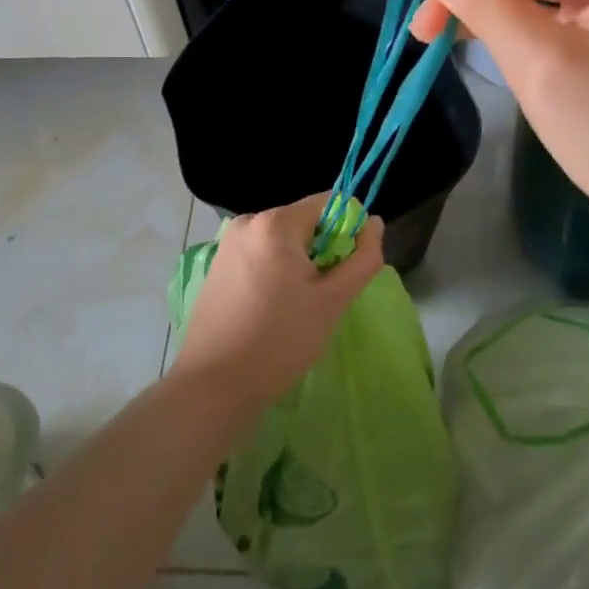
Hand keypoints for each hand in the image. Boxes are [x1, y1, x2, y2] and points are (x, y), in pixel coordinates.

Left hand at [170, 194, 384, 416]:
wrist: (213, 385)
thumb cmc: (280, 340)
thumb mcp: (333, 301)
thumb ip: (363, 258)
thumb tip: (375, 223)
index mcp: (276, 222)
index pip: (329, 203)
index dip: (348, 231)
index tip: (346, 270)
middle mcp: (248, 221)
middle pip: (305, 221)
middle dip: (322, 250)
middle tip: (322, 295)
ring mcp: (228, 243)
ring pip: (284, 240)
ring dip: (300, 263)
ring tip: (297, 306)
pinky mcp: (218, 265)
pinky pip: (261, 254)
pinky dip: (276, 272)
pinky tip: (272, 308)